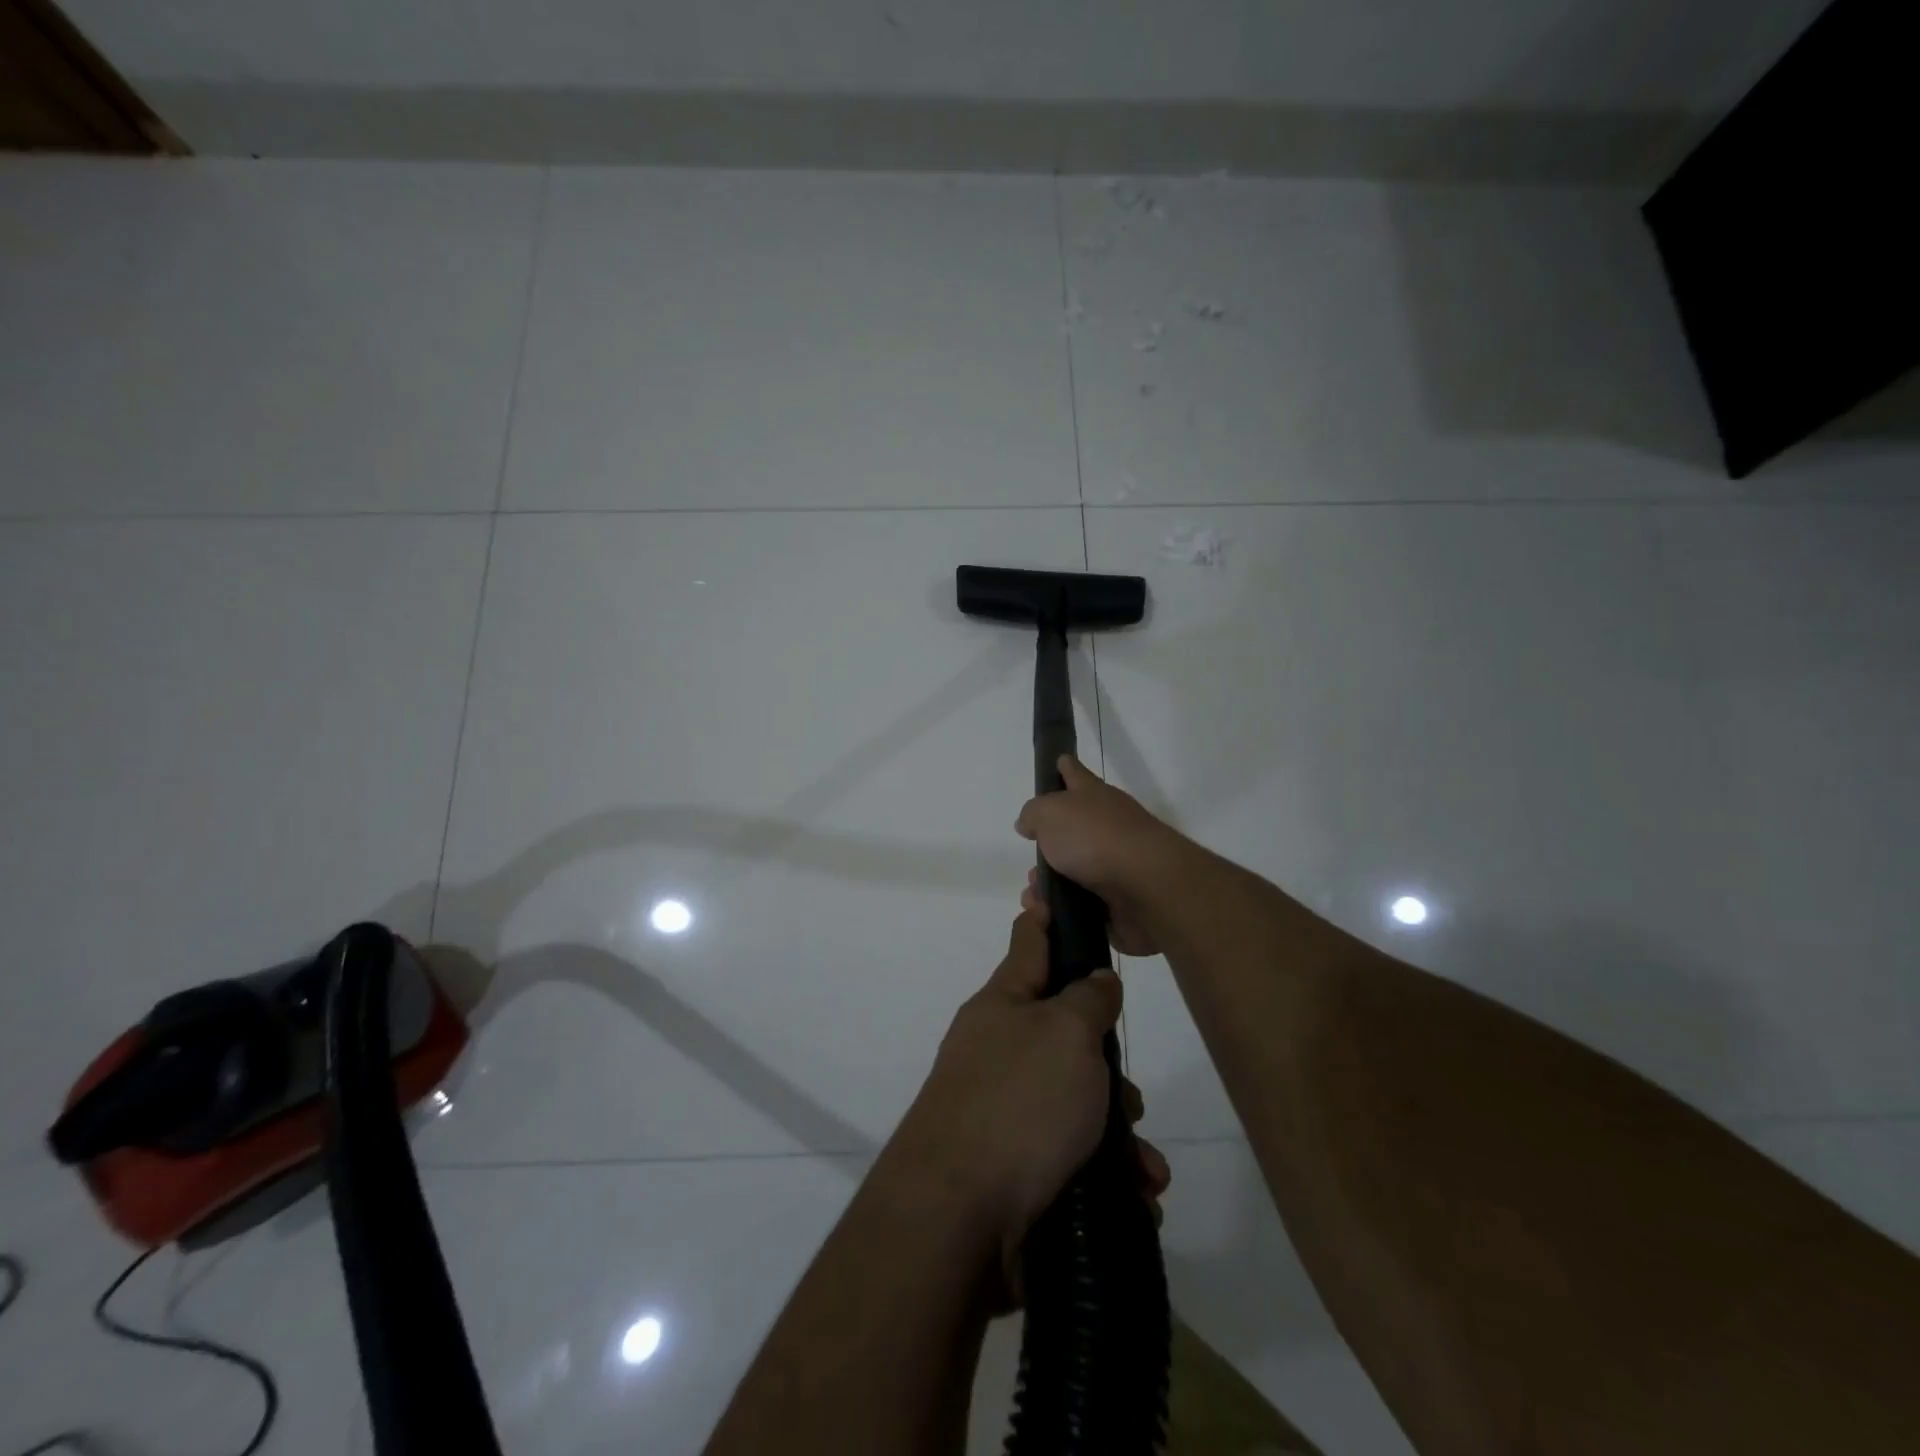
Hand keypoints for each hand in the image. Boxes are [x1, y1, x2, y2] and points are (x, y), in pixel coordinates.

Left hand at [887, 909, 1170, 1304]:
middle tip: (1127, 1094)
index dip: (1044, 915)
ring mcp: (1001, 1106)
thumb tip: (1095, 980)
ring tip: (1142, 1164)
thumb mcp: (1066, 1033)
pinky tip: (1135, 1195)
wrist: (956, 1217)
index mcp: (1003, 1003)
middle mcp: (998, 1048)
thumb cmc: (1018, 1102)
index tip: (1046, 888)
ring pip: (1074, 1098)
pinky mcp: (1011, 1163)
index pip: (1028, 943)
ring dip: (1114, 1129)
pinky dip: (1104, 1170)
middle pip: (1064, 1032)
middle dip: (1106, 1063)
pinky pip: (1070, 1152)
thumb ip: (1088, 998)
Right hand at [1015, 755, 1185, 956]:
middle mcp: (1108, 826)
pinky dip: (1064, 912)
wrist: (1147, 886)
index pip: (1075, 774)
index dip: (1065, 768)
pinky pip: (1083, 907)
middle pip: (1071, 832)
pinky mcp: (1120, 902)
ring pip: (1073, 874)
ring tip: (1034, 900)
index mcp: (1094, 797)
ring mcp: (1117, 865)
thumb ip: (1033, 814)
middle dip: (1047, 850)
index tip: (1059, 761)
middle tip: (1029, 868)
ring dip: (1050, 887)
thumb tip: (1029, 823)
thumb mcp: (1050, 813)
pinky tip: (1048, 917)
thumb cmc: (1095, 838)